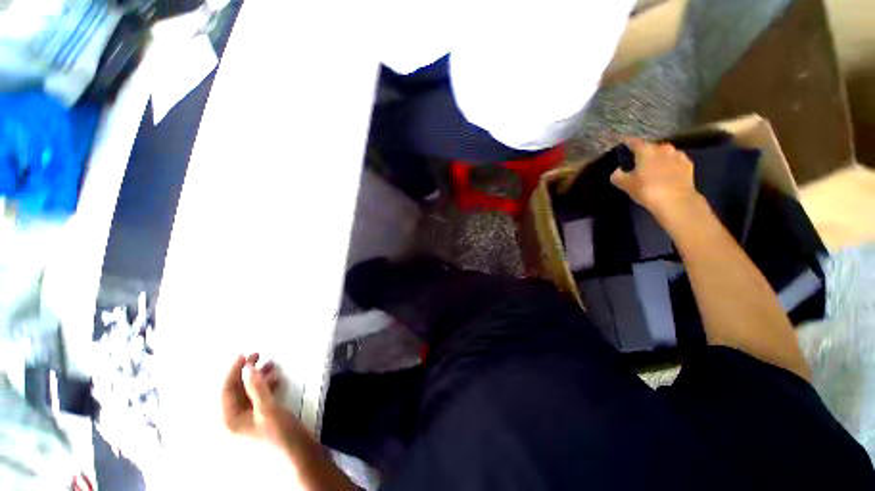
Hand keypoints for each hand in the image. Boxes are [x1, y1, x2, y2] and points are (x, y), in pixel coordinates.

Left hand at [222, 353, 303, 449]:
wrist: (297, 455)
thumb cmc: (279, 434)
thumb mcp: (267, 409)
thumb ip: (256, 388)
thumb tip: (247, 368)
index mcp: (228, 421)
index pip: (225, 390)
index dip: (233, 371)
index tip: (243, 354)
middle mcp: (234, 421)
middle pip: (235, 391)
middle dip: (246, 373)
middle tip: (258, 355)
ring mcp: (247, 421)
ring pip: (248, 394)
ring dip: (258, 378)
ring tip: (271, 364)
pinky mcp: (260, 420)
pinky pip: (258, 399)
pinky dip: (265, 387)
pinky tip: (275, 379)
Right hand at [610, 138, 700, 220]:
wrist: (676, 201)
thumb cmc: (647, 189)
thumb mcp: (625, 184)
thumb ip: (618, 175)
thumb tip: (618, 170)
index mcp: (646, 150)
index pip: (632, 141)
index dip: (625, 142)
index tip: (620, 143)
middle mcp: (663, 148)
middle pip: (650, 147)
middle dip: (644, 153)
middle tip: (638, 163)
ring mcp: (678, 155)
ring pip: (664, 154)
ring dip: (658, 159)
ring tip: (653, 170)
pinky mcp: (688, 164)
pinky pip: (675, 161)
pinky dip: (669, 165)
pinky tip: (666, 174)